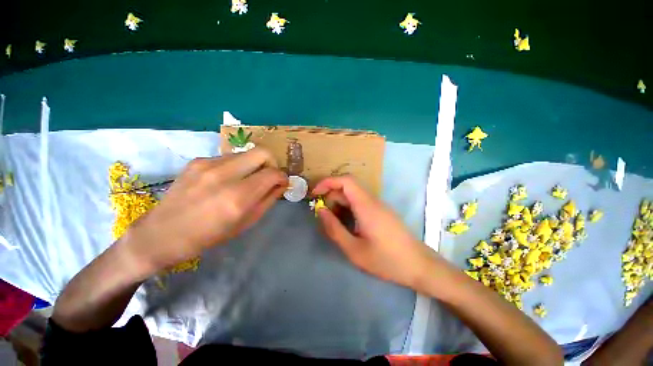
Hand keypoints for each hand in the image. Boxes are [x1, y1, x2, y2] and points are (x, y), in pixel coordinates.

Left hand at [120, 148, 287, 274]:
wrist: (161, 234)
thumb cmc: (209, 236)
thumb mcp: (246, 222)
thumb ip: (268, 200)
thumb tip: (282, 184)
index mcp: (238, 197)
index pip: (273, 173)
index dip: (282, 177)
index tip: (282, 183)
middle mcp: (224, 175)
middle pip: (262, 152)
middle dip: (272, 163)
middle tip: (268, 176)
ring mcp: (208, 164)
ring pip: (246, 153)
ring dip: (254, 165)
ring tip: (246, 180)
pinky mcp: (197, 160)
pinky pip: (229, 157)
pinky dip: (237, 166)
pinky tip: (227, 180)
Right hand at [312, 176, 435, 287]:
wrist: (419, 265)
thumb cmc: (386, 260)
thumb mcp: (354, 249)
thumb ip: (334, 229)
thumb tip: (320, 211)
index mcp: (366, 205)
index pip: (345, 180)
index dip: (327, 182)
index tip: (315, 193)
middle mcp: (372, 200)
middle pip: (347, 188)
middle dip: (331, 196)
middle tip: (322, 215)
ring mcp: (378, 205)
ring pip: (353, 196)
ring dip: (339, 204)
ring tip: (333, 223)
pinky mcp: (380, 212)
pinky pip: (360, 203)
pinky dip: (348, 209)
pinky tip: (347, 225)